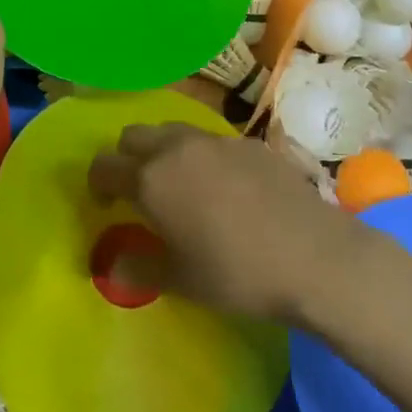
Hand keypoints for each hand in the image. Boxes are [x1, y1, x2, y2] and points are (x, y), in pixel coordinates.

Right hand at [87, 124, 369, 324]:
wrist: (314, 257)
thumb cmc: (237, 273)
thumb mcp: (180, 280)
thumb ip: (138, 268)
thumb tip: (111, 267)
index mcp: (151, 179)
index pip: (104, 165)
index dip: (96, 184)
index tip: (105, 206)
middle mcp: (178, 148)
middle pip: (134, 136)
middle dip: (127, 158)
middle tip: (138, 192)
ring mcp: (218, 140)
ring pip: (173, 131)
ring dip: (164, 151)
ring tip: (181, 185)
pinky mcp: (251, 143)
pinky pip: (212, 140)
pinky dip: (202, 155)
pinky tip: (225, 188)